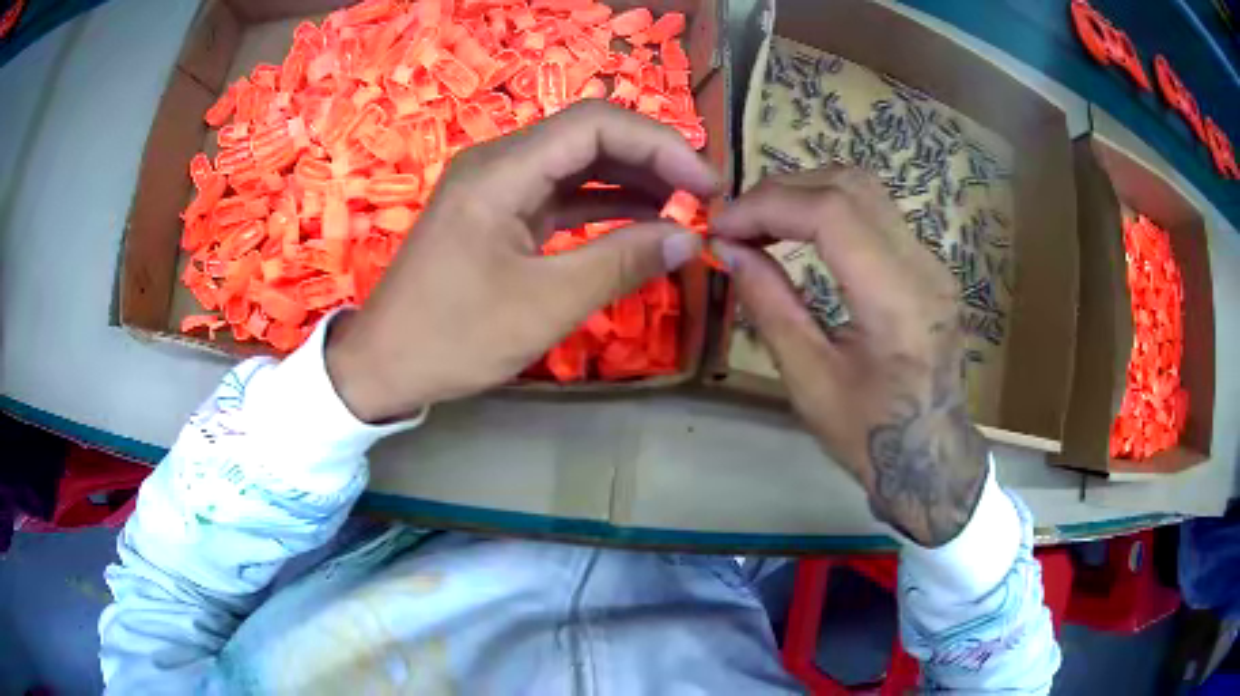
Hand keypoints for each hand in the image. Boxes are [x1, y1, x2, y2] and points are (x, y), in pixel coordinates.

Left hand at [325, 101, 720, 421]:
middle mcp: (499, 162)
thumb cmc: (454, 336)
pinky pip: (561, 193)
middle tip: (703, 197)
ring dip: (632, 180)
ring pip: (578, 163)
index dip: (660, 145)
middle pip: (589, 135)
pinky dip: (603, 204)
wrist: (385, 365)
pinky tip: (642, 221)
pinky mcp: (499, 212)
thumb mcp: (544, 304)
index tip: (705, 185)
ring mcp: (497, 186)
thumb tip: (690, 237)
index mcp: (502, 170)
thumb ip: (621, 262)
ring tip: (684, 208)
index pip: (596, 123)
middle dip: (652, 159)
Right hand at [711, 169, 986, 546]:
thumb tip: (727, 249)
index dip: (769, 206)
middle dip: (783, 191)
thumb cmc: (868, 434)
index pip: (832, 213)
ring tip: (762, 222)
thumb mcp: (809, 380)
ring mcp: (933, 262)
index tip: (722, 226)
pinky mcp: (929, 266)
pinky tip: (800, 232)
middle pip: (851, 186)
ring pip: (866, 191)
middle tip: (737, 221)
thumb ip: (770, 304)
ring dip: (806, 193)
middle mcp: (924, 267)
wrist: (930, 456)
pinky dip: (829, 209)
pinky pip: (876, 214)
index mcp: (896, 302)